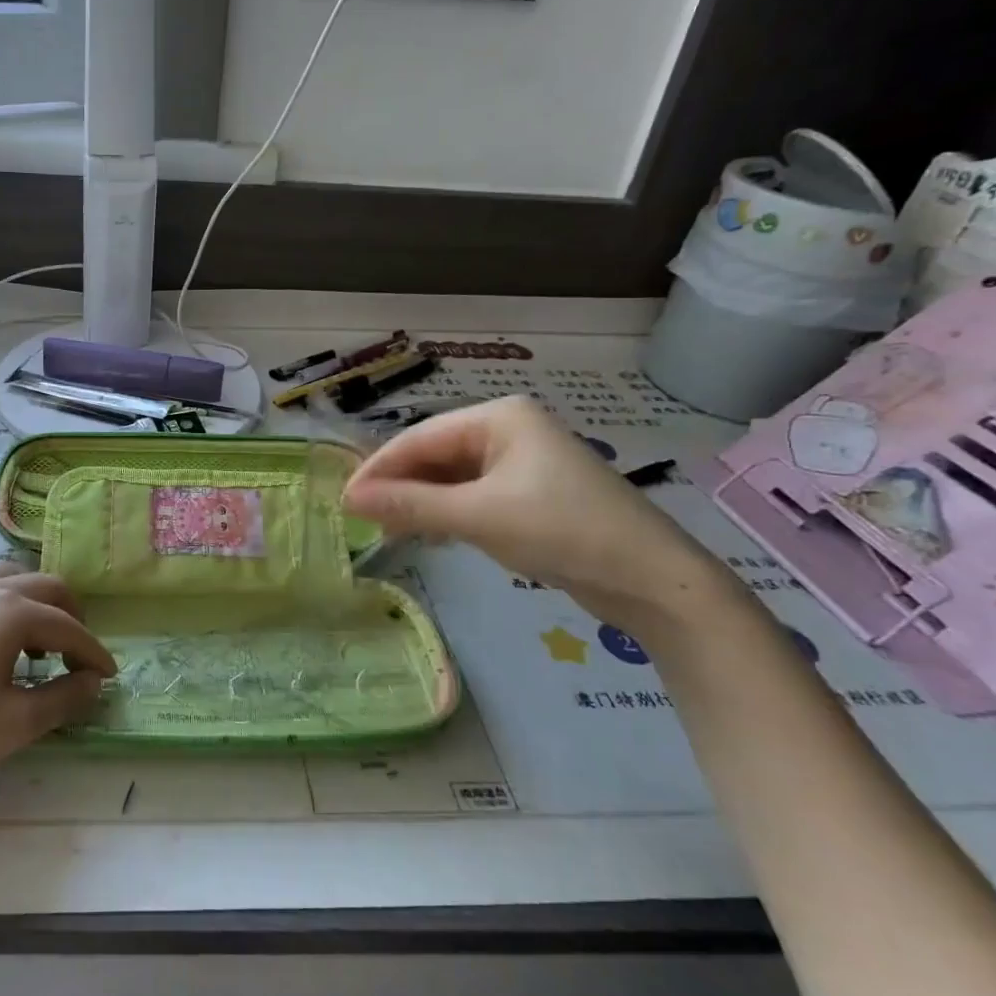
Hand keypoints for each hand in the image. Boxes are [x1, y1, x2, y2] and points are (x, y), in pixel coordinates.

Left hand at [0, 564, 115, 799]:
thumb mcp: (14, 722)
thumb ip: (64, 697)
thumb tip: (93, 682)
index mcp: (12, 611)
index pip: (68, 627)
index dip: (93, 653)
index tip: (108, 676)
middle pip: (47, 587)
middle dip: (71, 617)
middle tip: (77, 655)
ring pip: (13, 576)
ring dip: (36, 603)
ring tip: (37, 642)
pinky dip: (2, 598)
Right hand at [342, 396, 742, 641]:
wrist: (651, 578)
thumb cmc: (562, 530)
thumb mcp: (479, 516)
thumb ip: (411, 505)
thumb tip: (348, 498)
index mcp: (499, 417)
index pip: (420, 437)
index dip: (379, 468)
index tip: (344, 499)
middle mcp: (508, 430)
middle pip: (435, 454)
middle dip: (399, 486)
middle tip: (361, 519)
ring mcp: (521, 463)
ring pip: (452, 477)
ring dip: (419, 502)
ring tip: (387, 529)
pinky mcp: (529, 494)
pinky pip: (472, 496)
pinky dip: (446, 513)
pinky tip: (427, 532)